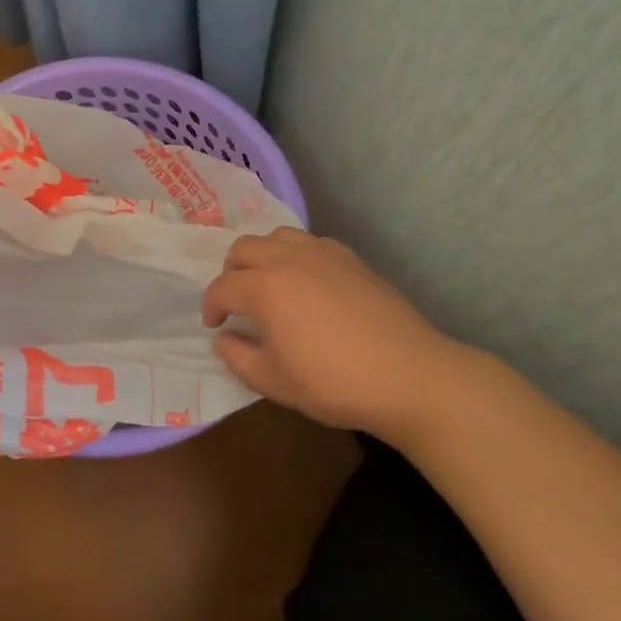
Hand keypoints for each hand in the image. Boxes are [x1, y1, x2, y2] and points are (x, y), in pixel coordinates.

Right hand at [202, 227, 489, 437]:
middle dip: (230, 273)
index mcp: (265, 286)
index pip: (222, 287)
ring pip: (277, 236)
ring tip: (267, 285)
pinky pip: (310, 243)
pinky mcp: (352, 259)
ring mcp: (324, 253)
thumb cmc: (334, 383)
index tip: (215, 327)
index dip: (211, 307)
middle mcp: (290, 258)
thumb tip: (223, 339)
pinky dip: (294, 255)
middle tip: (236, 302)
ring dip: (262, 256)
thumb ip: (237, 356)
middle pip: (244, 248)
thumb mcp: (273, 381)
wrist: (409, 376)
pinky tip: (306, 283)